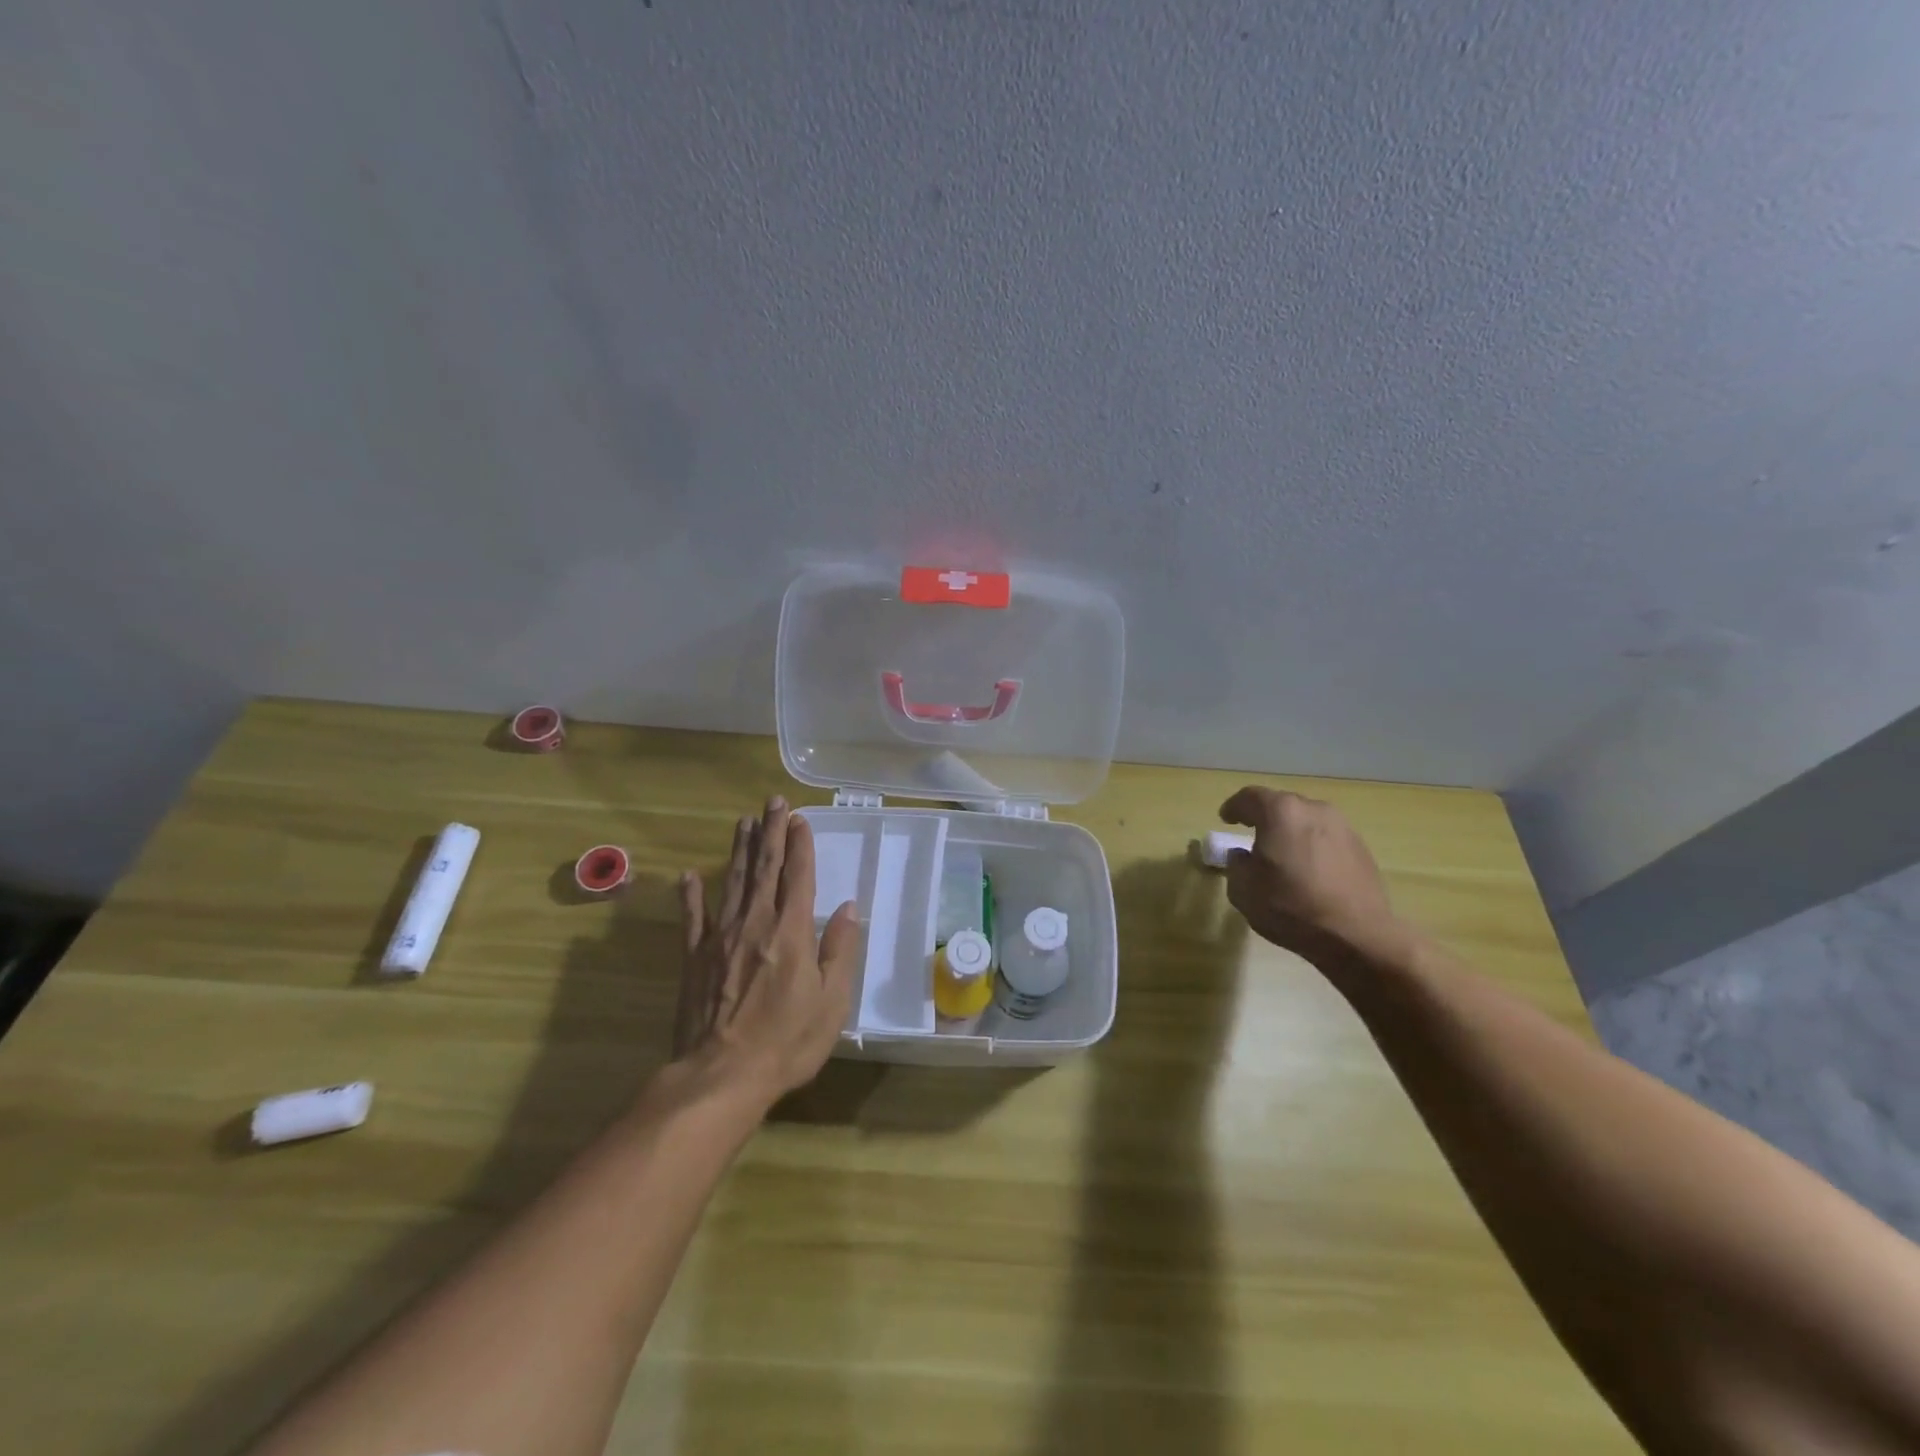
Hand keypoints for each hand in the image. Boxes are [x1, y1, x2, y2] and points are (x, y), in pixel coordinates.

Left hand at [674, 796, 859, 1107]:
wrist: (722, 1076)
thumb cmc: (787, 1041)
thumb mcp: (832, 1002)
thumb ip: (840, 950)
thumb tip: (849, 909)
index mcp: (791, 931)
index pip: (798, 876)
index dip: (800, 845)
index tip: (800, 818)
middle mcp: (755, 923)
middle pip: (764, 868)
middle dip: (771, 833)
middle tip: (773, 802)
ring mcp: (720, 938)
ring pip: (731, 882)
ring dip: (739, 849)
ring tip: (744, 822)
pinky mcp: (694, 957)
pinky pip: (692, 918)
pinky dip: (690, 895)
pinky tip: (687, 876)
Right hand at [1218, 786, 1406, 965]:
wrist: (1356, 934)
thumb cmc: (1290, 907)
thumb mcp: (1243, 889)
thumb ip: (1236, 865)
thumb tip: (1243, 856)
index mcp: (1280, 812)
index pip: (1249, 797)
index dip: (1234, 807)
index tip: (1226, 818)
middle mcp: (1313, 809)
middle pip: (1282, 805)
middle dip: (1265, 818)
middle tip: (1254, 836)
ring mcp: (1342, 827)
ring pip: (1308, 821)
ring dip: (1292, 832)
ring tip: (1284, 855)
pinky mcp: (1361, 848)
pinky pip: (1328, 839)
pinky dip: (1314, 847)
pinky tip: (1310, 871)